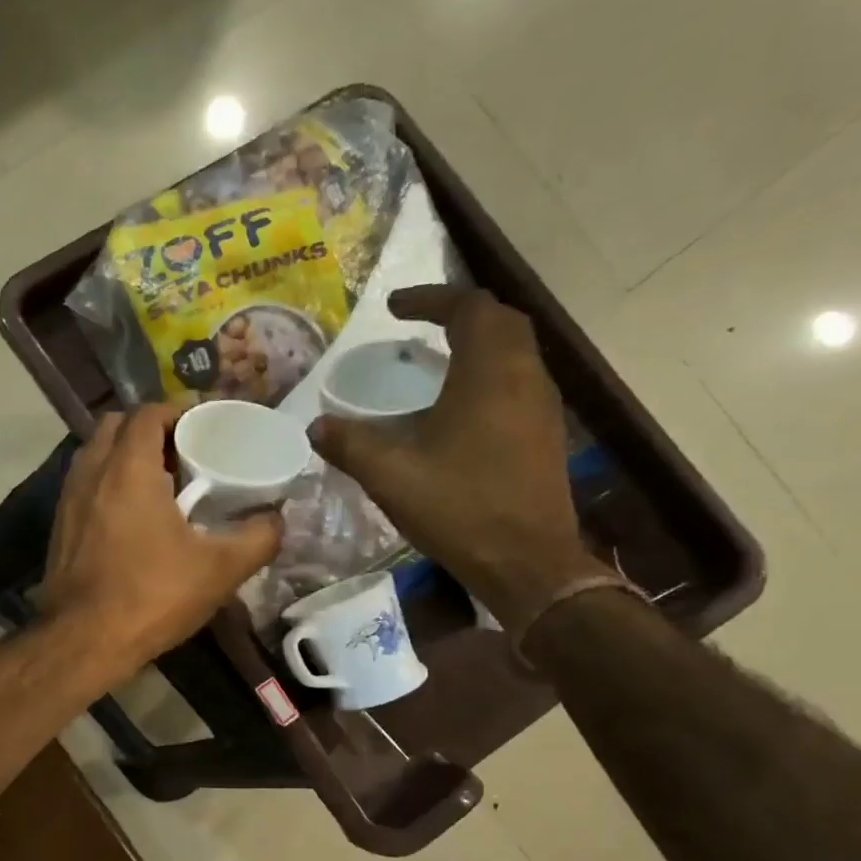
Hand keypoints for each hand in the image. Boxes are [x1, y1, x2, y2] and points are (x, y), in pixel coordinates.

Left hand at [43, 404, 282, 673]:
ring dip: (126, 455)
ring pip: (96, 454)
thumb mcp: (219, 569)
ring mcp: (68, 499)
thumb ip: (258, 538)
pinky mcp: (59, 525)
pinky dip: (108, 482)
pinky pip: (85, 484)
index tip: (205, 424)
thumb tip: (278, 519)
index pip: (148, 412)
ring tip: (161, 482)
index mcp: (128, 468)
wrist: (82, 641)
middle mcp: (90, 472)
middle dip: (150, 428)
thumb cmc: (151, 596)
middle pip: (117, 425)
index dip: (179, 410)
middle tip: (184, 451)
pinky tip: (133, 516)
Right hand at [309, 285, 607, 630]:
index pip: (469, 308)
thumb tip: (316, 426)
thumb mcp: (390, 475)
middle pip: (501, 321)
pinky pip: (518, 381)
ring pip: (515, 350)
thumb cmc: (459, 507)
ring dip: (477, 342)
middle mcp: (525, 378)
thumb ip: (349, 444)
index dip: (431, 299)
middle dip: (459, 313)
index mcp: (489, 374)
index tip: (393, 308)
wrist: (526, 561)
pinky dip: (488, 372)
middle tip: (418, 324)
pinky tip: (457, 404)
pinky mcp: (545, 433)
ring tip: (434, 359)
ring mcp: (542, 406)